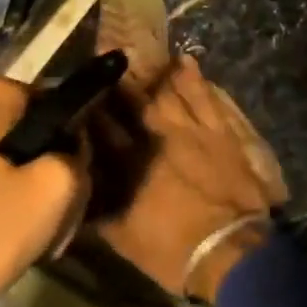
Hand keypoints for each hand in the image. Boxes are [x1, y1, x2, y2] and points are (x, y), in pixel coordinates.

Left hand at [0, 79, 86, 306]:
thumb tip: (71, 153)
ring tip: (20, 233)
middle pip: (26, 132)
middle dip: (43, 169)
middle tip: (52, 216)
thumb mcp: (55, 193)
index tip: (75, 186)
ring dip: (15, 187)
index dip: (75, 146)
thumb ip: (78, 159)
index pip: (59, 106)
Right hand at [95, 56, 284, 303]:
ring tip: (138, 56)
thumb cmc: (172, 250)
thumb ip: (97, 209)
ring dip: (152, 75)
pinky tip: (185, 60)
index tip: (78, 95)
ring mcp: (191, 131)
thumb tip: (78, 190)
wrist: (229, 249)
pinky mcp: (219, 131)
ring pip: (167, 94)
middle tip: (105, 66)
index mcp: (128, 165)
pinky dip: (194, 79)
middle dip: (117, 86)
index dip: (89, 111)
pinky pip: (205, 98)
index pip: (102, 130)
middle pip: (133, 105)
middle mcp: (156, 139)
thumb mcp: (122, 237)